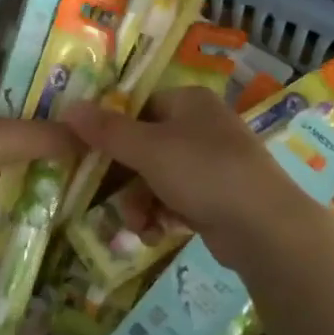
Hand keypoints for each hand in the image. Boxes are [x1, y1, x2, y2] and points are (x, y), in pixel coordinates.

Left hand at [0, 73, 75, 263]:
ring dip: (28, 161)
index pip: (6, 77)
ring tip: (74, 166)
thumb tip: (91, 136)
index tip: (76, 94)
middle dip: (40, 127)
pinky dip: (11, 189)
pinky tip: (44, 196)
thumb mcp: (0, 138)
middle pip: (5, 118)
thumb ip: (45, 134)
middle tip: (83, 134)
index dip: (39, 82)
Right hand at [63, 86, 332, 271]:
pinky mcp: (218, 196)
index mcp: (189, 101)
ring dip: (140, 202)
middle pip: (145, 145)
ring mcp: (213, 162)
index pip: (138, 106)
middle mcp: (202, 125)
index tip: (90, 155)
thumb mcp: (148, 149)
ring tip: (138, 225)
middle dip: (125, 178)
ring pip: (158, 177)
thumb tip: (69, 107)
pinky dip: (162, 214)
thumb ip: (107, 130)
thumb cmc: (204, 172)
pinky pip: (177, 199)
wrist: (264, 226)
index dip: (112, 130)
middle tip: (107, 199)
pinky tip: (156, 233)